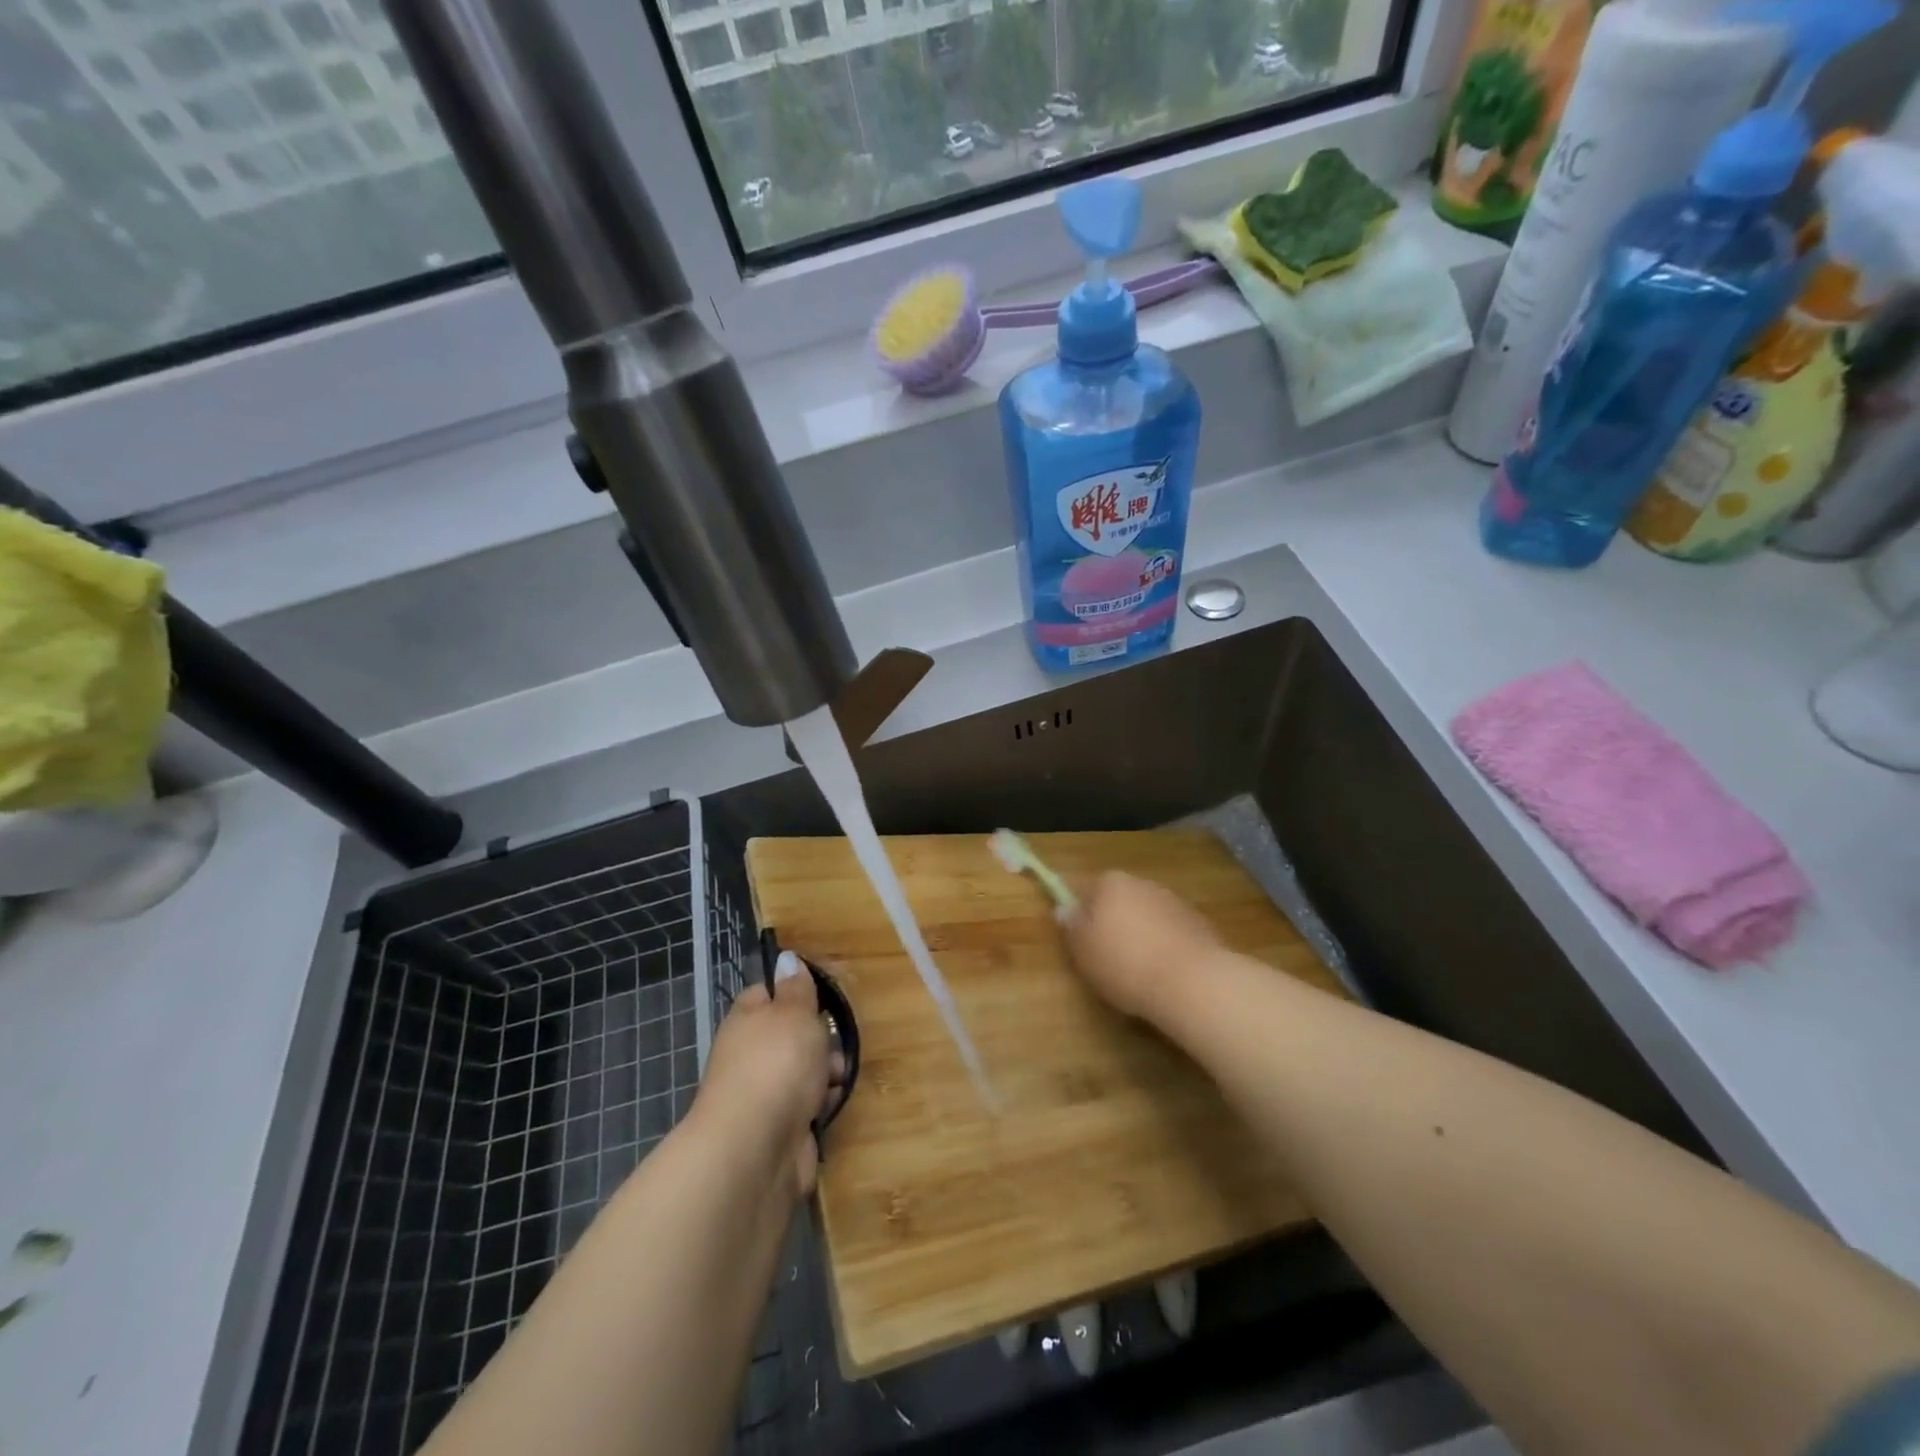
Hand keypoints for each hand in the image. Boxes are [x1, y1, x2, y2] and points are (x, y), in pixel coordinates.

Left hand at [693, 952, 842, 1200]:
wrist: (756, 1149)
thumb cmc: (776, 1065)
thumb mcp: (794, 1013)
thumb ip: (796, 988)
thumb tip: (785, 957)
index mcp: (746, 1020)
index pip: (766, 994)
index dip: (793, 990)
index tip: (821, 993)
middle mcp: (749, 1055)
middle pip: (790, 1035)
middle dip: (820, 1036)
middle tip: (837, 1039)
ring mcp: (763, 1094)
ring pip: (802, 1071)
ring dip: (826, 1072)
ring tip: (839, 1075)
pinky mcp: (779, 1129)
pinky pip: (807, 1105)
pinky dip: (823, 1103)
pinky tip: (833, 1103)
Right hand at [1061, 871, 1222, 1023]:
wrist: (1192, 982)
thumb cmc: (1126, 964)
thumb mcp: (1084, 951)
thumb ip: (1072, 926)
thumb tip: (1065, 909)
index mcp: (1110, 883)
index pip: (1082, 887)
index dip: (1076, 909)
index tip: (1076, 934)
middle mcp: (1141, 883)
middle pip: (1116, 898)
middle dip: (1109, 919)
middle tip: (1103, 953)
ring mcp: (1173, 900)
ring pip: (1144, 913)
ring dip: (1138, 931)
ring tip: (1136, 967)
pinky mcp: (1197, 922)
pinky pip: (1168, 929)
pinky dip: (1162, 943)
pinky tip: (1162, 970)